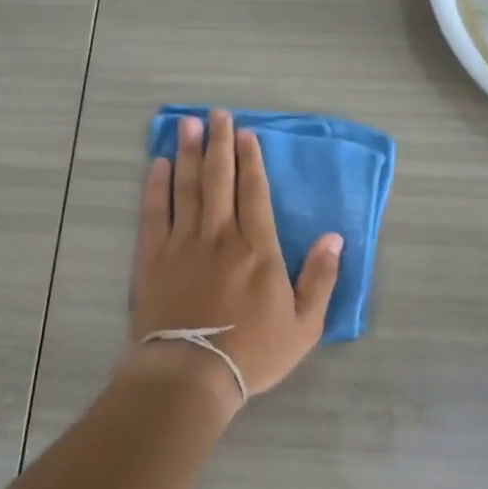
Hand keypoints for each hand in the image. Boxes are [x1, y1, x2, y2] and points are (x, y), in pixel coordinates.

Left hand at [130, 110, 343, 403]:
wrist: (191, 374)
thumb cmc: (252, 353)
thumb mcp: (304, 325)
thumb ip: (321, 278)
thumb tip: (335, 237)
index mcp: (257, 247)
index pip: (254, 191)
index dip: (250, 160)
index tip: (246, 134)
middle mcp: (219, 235)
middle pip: (219, 178)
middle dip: (218, 143)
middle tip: (215, 114)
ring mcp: (182, 242)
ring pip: (186, 187)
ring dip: (187, 153)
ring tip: (187, 124)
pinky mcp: (152, 256)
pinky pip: (154, 211)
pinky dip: (155, 185)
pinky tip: (157, 164)